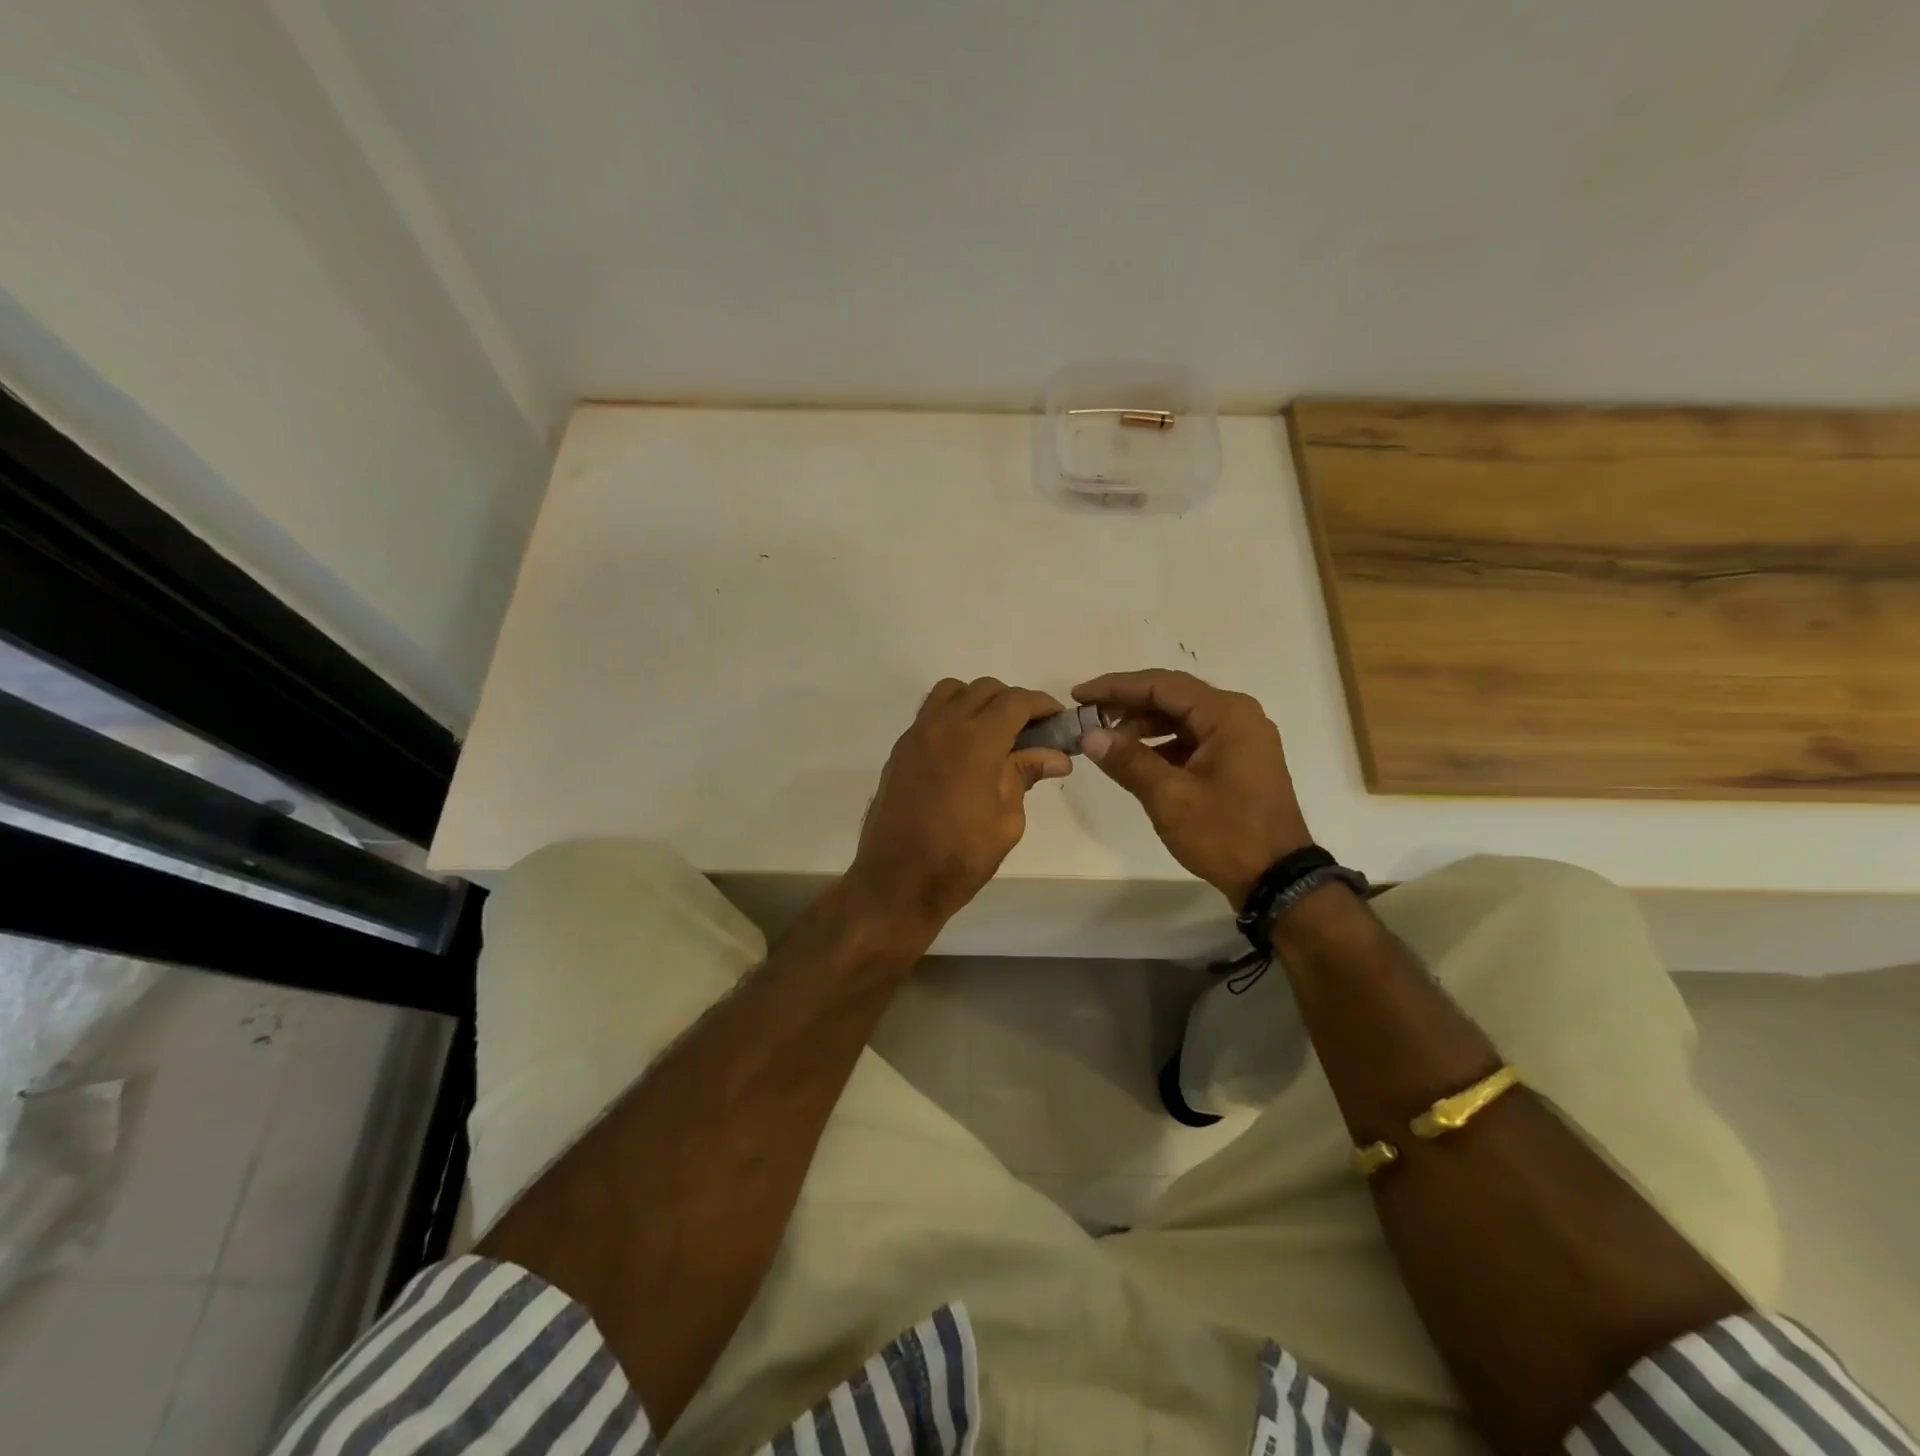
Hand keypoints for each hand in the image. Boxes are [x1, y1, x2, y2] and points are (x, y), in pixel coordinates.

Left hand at [850, 678, 1071, 929]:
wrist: (896, 882)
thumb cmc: (959, 858)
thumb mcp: (1006, 821)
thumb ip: (1025, 776)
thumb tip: (1056, 756)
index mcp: (976, 741)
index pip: (1015, 701)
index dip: (1042, 705)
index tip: (1058, 720)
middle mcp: (943, 726)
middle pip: (984, 689)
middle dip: (1012, 702)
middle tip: (1030, 731)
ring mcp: (916, 735)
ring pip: (951, 692)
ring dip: (978, 701)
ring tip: (994, 733)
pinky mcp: (900, 750)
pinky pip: (930, 714)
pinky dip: (952, 716)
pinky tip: (964, 750)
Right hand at [1072, 669, 1311, 909]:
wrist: (1277, 879)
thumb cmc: (1225, 834)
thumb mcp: (1170, 797)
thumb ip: (1128, 760)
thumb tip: (1089, 735)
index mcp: (1227, 714)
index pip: (1162, 685)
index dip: (1116, 688)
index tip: (1079, 695)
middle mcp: (1238, 715)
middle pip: (1173, 696)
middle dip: (1127, 704)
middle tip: (1087, 716)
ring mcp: (1241, 738)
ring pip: (1182, 717)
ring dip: (1143, 724)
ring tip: (1106, 740)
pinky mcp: (1238, 759)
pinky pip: (1193, 738)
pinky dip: (1162, 743)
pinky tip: (1136, 759)